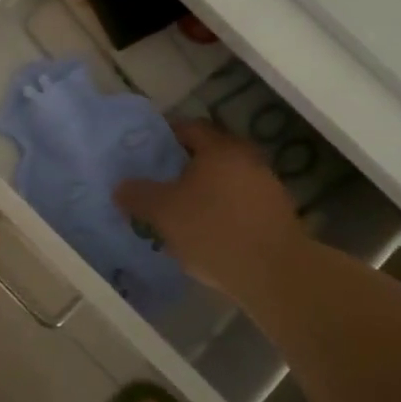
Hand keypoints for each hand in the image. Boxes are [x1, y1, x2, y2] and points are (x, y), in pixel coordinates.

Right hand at [115, 120, 312, 301]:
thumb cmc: (214, 230)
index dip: (164, 136)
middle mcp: (246, 159)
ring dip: (205, 190)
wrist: (276, 274)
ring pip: (226, 180)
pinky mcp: (278, 214)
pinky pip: (241, 203)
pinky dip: (223, 210)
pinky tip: (209, 233)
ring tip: (182, 212)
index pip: (188, 127)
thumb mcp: (163, 213)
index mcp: (219, 148)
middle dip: (184, 165)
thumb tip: (121, 187)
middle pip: (209, 153)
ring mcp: (267, 186)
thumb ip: (138, 195)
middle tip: (160, 182)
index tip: (146, 152)